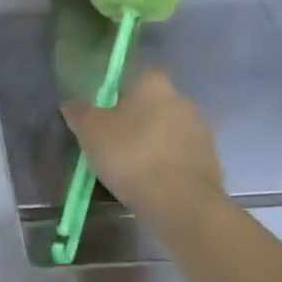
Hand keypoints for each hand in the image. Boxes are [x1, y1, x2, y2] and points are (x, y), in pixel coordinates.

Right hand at [63, 69, 224, 213]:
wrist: (180, 202)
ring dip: (151, 145)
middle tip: (111, 144)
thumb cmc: (130, 154)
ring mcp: (201, 132)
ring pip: (166, 133)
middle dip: (134, 122)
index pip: (135, 79)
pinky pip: (179, 158)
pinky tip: (149, 185)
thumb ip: (78, 112)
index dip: (116, 96)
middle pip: (152, 106)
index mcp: (155, 85)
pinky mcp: (210, 162)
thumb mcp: (90, 131)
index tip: (103, 117)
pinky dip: (165, 167)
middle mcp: (183, 101)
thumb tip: (71, 104)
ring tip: (129, 170)